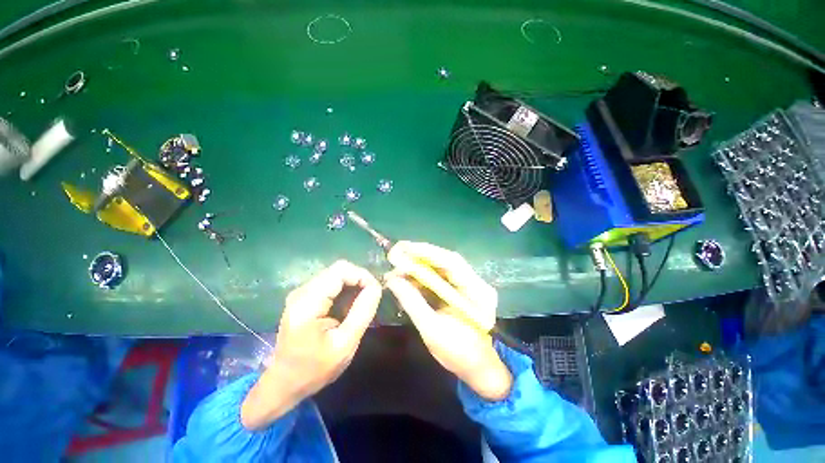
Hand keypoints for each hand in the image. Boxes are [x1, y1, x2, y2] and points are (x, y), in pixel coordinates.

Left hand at [241, 260, 381, 429]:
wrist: (284, 382)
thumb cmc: (314, 369)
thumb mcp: (345, 345)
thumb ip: (362, 313)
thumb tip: (376, 287)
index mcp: (308, 303)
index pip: (341, 270)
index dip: (362, 275)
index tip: (376, 291)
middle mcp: (302, 291)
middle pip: (338, 270)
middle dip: (359, 279)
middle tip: (371, 298)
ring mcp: (302, 293)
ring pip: (336, 274)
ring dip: (353, 285)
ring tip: (362, 304)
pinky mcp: (305, 297)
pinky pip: (331, 283)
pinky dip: (345, 290)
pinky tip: (349, 306)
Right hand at [385, 242, 511, 400]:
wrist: (476, 368)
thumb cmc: (458, 354)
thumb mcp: (432, 329)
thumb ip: (412, 302)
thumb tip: (392, 279)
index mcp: (477, 292)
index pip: (451, 262)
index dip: (425, 252)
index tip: (402, 248)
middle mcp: (476, 282)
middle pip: (446, 261)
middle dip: (419, 256)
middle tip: (396, 253)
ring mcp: (469, 284)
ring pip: (441, 268)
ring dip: (419, 265)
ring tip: (397, 266)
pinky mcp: (461, 289)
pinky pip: (440, 277)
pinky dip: (423, 276)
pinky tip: (408, 278)